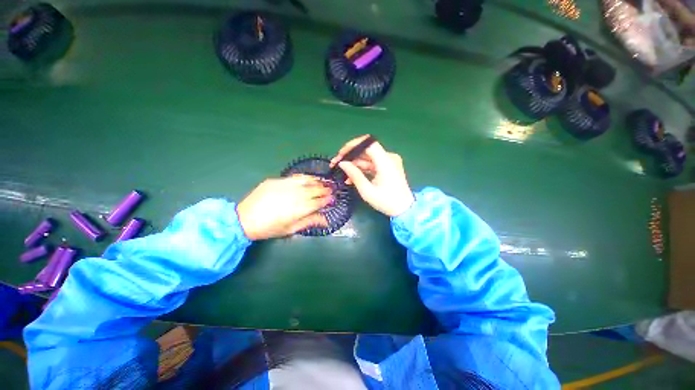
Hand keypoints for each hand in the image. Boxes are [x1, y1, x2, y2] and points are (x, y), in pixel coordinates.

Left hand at [237, 175, 330, 239]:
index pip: (318, 202)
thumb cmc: (269, 228)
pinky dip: (304, 178)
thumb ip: (309, 222)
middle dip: (325, 189)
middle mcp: (294, 195)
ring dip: (317, 181)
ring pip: (306, 181)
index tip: (333, 199)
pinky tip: (308, 178)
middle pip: (314, 190)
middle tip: (331, 189)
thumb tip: (325, 220)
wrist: (244, 219)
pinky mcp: (276, 181)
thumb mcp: (290, 229)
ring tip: (323, 182)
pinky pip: (294, 177)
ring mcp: (285, 186)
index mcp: (299, 209)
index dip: (327, 200)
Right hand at [330, 135, 414, 216]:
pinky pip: (372, 164)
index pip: (368, 143)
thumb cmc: (386, 202)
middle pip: (366, 150)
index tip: (340, 153)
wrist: (404, 210)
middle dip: (350, 156)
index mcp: (386, 161)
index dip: (353, 145)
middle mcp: (389, 157)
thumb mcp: (367, 191)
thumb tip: (342, 163)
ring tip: (342, 174)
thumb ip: (354, 175)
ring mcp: (389, 162)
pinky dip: (362, 169)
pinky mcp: (388, 167)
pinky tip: (351, 177)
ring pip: (368, 158)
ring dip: (354, 164)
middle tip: (336, 164)